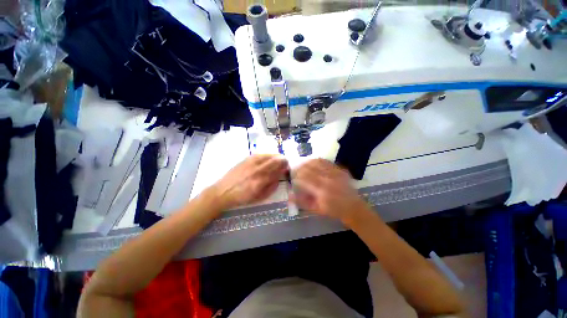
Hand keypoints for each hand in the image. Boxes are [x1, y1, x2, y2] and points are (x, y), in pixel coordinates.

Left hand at [210, 154, 287, 210]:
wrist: (223, 191)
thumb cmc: (242, 197)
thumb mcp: (259, 198)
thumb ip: (271, 188)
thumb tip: (279, 178)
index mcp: (260, 182)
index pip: (277, 172)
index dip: (284, 169)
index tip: (287, 168)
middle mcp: (257, 170)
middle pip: (275, 161)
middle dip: (283, 160)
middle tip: (285, 163)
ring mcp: (251, 163)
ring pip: (268, 155)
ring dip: (276, 156)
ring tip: (278, 159)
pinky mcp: (246, 159)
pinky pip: (261, 154)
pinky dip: (268, 155)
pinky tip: (269, 157)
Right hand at [291, 159, 368, 224]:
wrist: (353, 207)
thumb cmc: (333, 210)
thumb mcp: (316, 209)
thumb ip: (302, 202)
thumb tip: (289, 195)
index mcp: (321, 191)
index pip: (304, 178)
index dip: (296, 176)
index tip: (292, 177)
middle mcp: (328, 179)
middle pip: (309, 168)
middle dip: (300, 168)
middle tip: (295, 170)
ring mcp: (335, 173)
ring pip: (317, 162)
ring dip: (307, 162)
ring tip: (302, 165)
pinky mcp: (340, 169)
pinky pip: (326, 161)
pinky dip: (317, 160)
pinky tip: (313, 162)